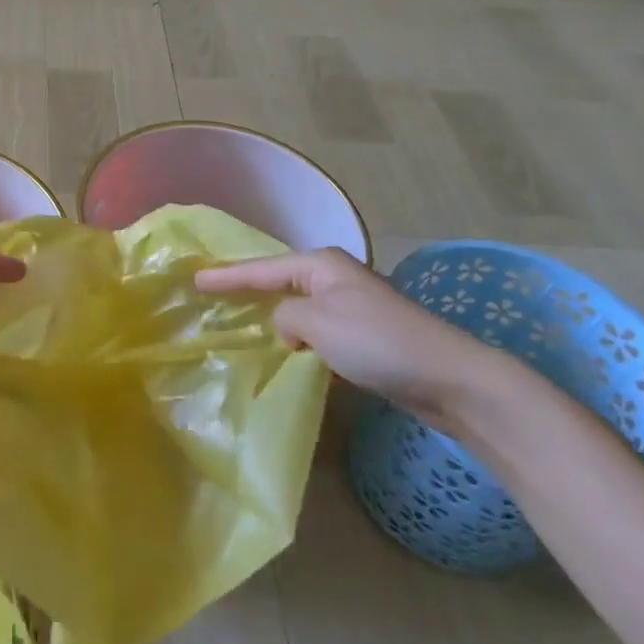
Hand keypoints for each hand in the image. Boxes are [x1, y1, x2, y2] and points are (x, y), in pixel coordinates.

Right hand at [194, 249, 496, 424]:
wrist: (449, 378)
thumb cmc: (377, 342)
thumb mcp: (318, 323)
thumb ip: (286, 318)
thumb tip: (288, 328)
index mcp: (322, 265)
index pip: (262, 269)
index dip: (227, 276)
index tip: (195, 280)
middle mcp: (335, 278)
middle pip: (279, 281)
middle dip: (248, 290)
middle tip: (212, 296)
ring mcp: (352, 307)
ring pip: (299, 308)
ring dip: (275, 318)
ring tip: (240, 324)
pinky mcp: (364, 336)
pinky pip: (317, 331)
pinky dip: (299, 339)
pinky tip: (285, 352)